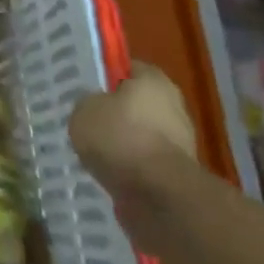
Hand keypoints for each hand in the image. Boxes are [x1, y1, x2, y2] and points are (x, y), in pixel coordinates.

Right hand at [69, 60, 198, 201]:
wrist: (158, 195)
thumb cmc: (120, 137)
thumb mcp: (84, 109)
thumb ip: (87, 102)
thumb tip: (95, 107)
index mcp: (154, 81)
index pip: (128, 68)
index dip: (106, 75)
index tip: (87, 87)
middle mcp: (173, 106)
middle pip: (137, 103)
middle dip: (115, 113)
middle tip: (87, 120)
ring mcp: (179, 142)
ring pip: (140, 135)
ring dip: (122, 143)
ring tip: (95, 152)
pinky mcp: (177, 173)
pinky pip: (145, 162)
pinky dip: (130, 167)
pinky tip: (109, 172)